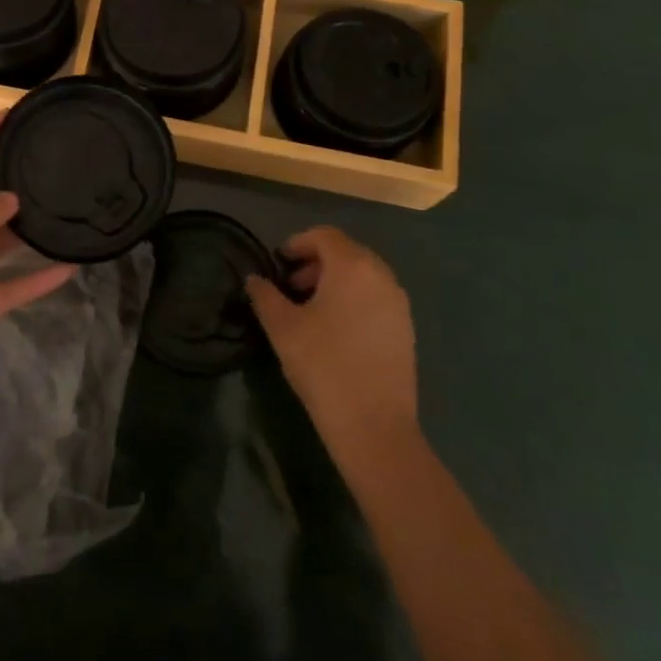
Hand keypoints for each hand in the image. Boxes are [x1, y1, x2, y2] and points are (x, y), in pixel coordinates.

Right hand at [247, 226, 420, 469]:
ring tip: (310, 309)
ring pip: (362, 275)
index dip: (298, 243)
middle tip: (291, 287)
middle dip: (315, 263)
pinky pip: (376, 297)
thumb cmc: (322, 364)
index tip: (278, 263)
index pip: (324, 236)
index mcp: (352, 266)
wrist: (373, 425)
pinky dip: (354, 299)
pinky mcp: (405, 329)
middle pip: (346, 252)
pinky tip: (335, 330)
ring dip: (334, 281)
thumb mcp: (281, 326)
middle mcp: (381, 276)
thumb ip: (264, 295)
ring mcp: (398, 303)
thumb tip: (254, 279)